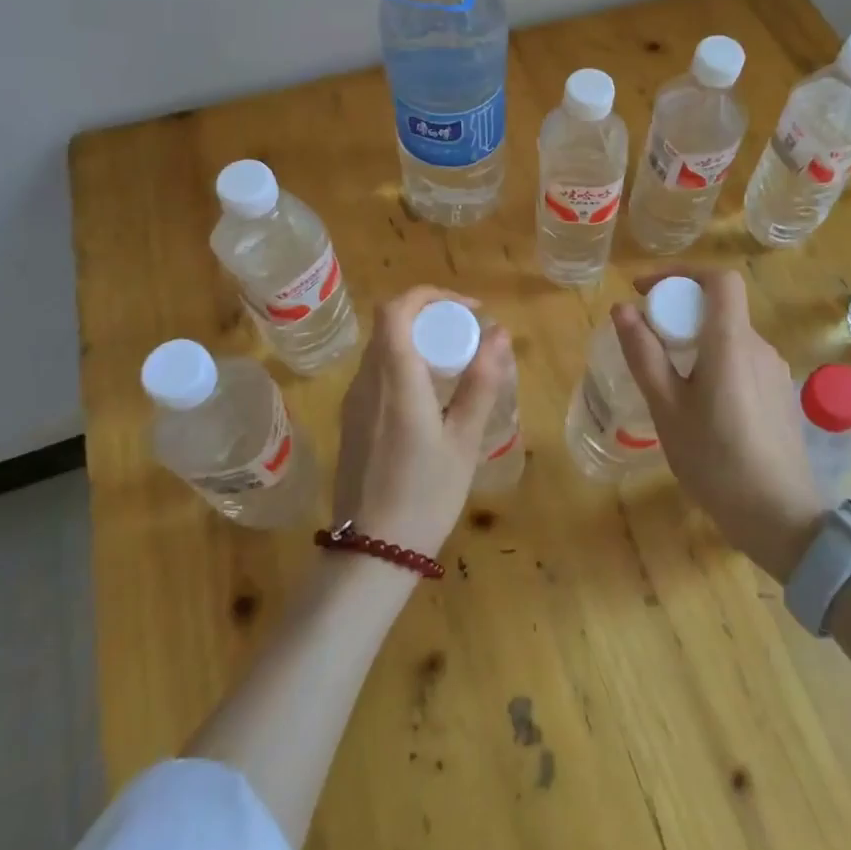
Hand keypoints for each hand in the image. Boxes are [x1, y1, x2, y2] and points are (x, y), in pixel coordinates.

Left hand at [334, 287, 513, 557]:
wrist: (371, 553)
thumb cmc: (425, 495)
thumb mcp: (464, 440)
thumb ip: (481, 381)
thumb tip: (499, 333)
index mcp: (396, 379)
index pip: (397, 308)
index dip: (432, 296)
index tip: (469, 310)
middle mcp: (367, 380)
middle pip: (391, 324)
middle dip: (432, 318)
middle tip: (470, 337)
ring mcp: (354, 400)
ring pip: (383, 348)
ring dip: (418, 341)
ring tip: (457, 364)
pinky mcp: (351, 419)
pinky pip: (377, 373)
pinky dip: (406, 364)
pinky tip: (431, 396)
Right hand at [612, 268, 822, 579]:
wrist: (780, 518)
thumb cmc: (715, 460)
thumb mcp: (667, 408)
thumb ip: (644, 354)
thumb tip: (623, 308)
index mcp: (732, 342)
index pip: (719, 279)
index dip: (681, 273)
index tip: (646, 291)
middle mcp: (759, 347)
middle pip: (720, 308)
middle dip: (679, 311)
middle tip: (647, 341)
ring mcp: (775, 372)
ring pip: (730, 337)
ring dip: (696, 341)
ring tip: (667, 379)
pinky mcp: (780, 395)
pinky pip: (742, 361)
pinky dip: (715, 362)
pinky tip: (699, 405)